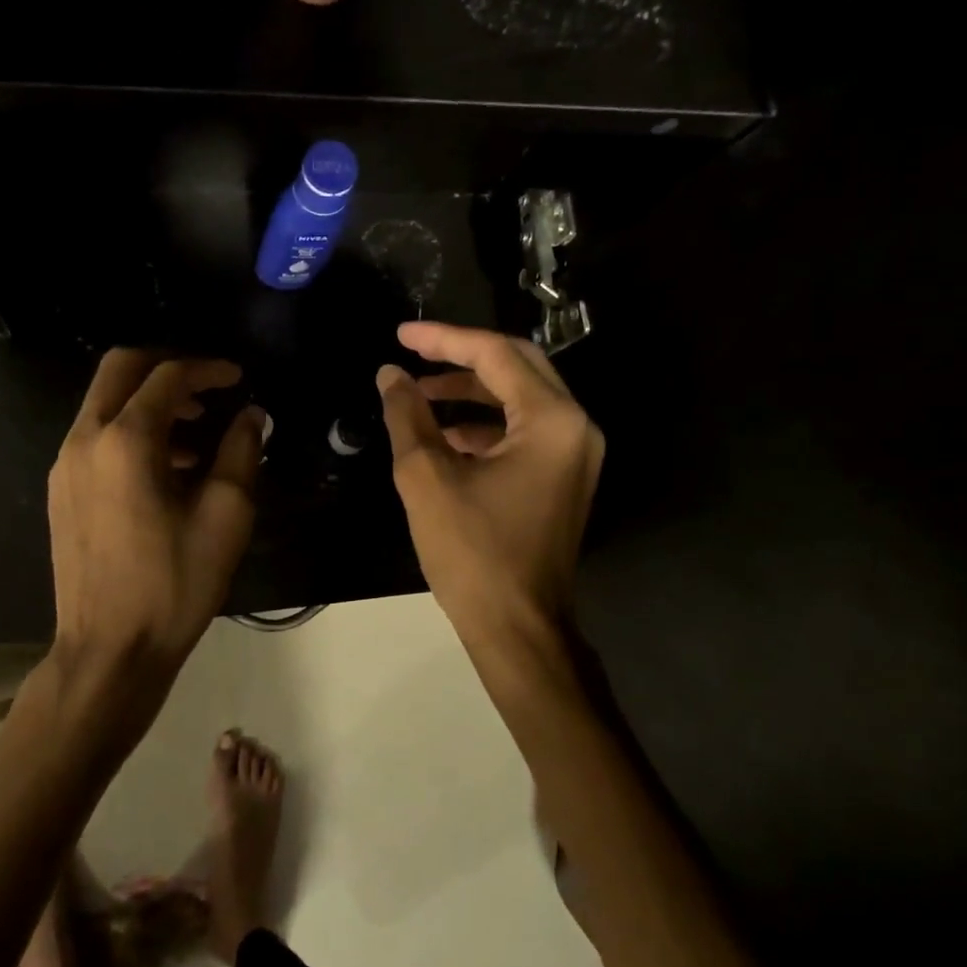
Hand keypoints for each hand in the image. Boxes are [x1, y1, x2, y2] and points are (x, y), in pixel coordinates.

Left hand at [49, 350, 262, 709]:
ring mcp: (64, 465)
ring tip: (196, 433)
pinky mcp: (60, 490)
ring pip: (104, 401)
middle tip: (208, 386)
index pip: (167, 376)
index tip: (238, 378)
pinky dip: (130, 428)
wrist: (110, 650)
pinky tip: (166, 467)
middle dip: (167, 366)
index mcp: (125, 441)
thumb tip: (250, 415)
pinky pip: (96, 435)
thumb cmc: (174, 584)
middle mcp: (85, 440)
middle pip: (120, 369)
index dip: (207, 369)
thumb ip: (241, 452)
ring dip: (149, 400)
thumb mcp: (225, 516)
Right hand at [377, 322, 604, 648]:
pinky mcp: (564, 477)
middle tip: (413, 354)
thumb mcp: (427, 478)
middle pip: (517, 366)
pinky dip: (485, 424)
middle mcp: (575, 427)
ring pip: (521, 398)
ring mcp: (575, 454)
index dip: (444, 339)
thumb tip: (390, 375)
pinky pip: (524, 431)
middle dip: (460, 358)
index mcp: (552, 420)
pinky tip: (444, 434)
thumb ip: (408, 415)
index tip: (400, 336)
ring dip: (471, 392)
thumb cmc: (473, 553)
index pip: (496, 355)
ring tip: (419, 395)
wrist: (519, 630)